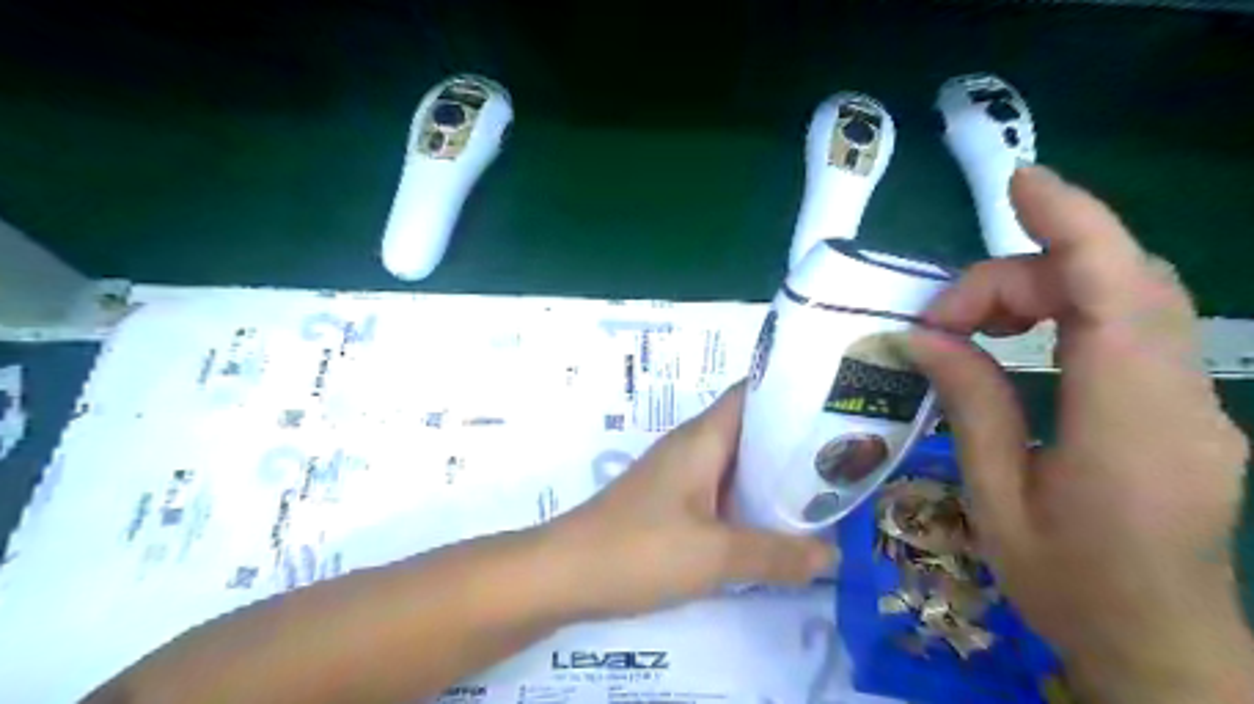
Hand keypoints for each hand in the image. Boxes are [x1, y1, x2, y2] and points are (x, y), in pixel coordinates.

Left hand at [544, 382, 835, 617]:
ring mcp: (678, 475)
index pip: (753, 393)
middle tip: (843, 458)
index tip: (836, 406)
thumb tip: (831, 554)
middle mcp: (692, 447)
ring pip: (736, 462)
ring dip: (772, 474)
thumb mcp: (715, 555)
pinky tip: (773, 524)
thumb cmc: (639, 549)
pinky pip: (720, 490)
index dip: (793, 393)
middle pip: (751, 429)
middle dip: (794, 441)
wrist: (563, 574)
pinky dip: (748, 499)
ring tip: (822, 491)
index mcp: (703, 438)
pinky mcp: (670, 503)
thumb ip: (777, 555)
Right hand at [912, 165, 1253, 702]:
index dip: (1074, 223)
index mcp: (1129, 428)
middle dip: (1023, 275)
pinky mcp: (1189, 406)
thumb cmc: (1068, 584)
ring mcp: (1198, 402)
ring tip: (976, 325)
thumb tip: (927, 338)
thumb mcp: (996, 499)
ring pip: (1134, 297)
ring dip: (1047, 287)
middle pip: (1118, 284)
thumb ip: (972, 405)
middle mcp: (1182, 400)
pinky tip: (1024, 332)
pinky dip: (1075, 306)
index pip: (1117, 293)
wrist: (1161, 644)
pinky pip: (1139, 326)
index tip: (1020, 184)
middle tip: (947, 320)